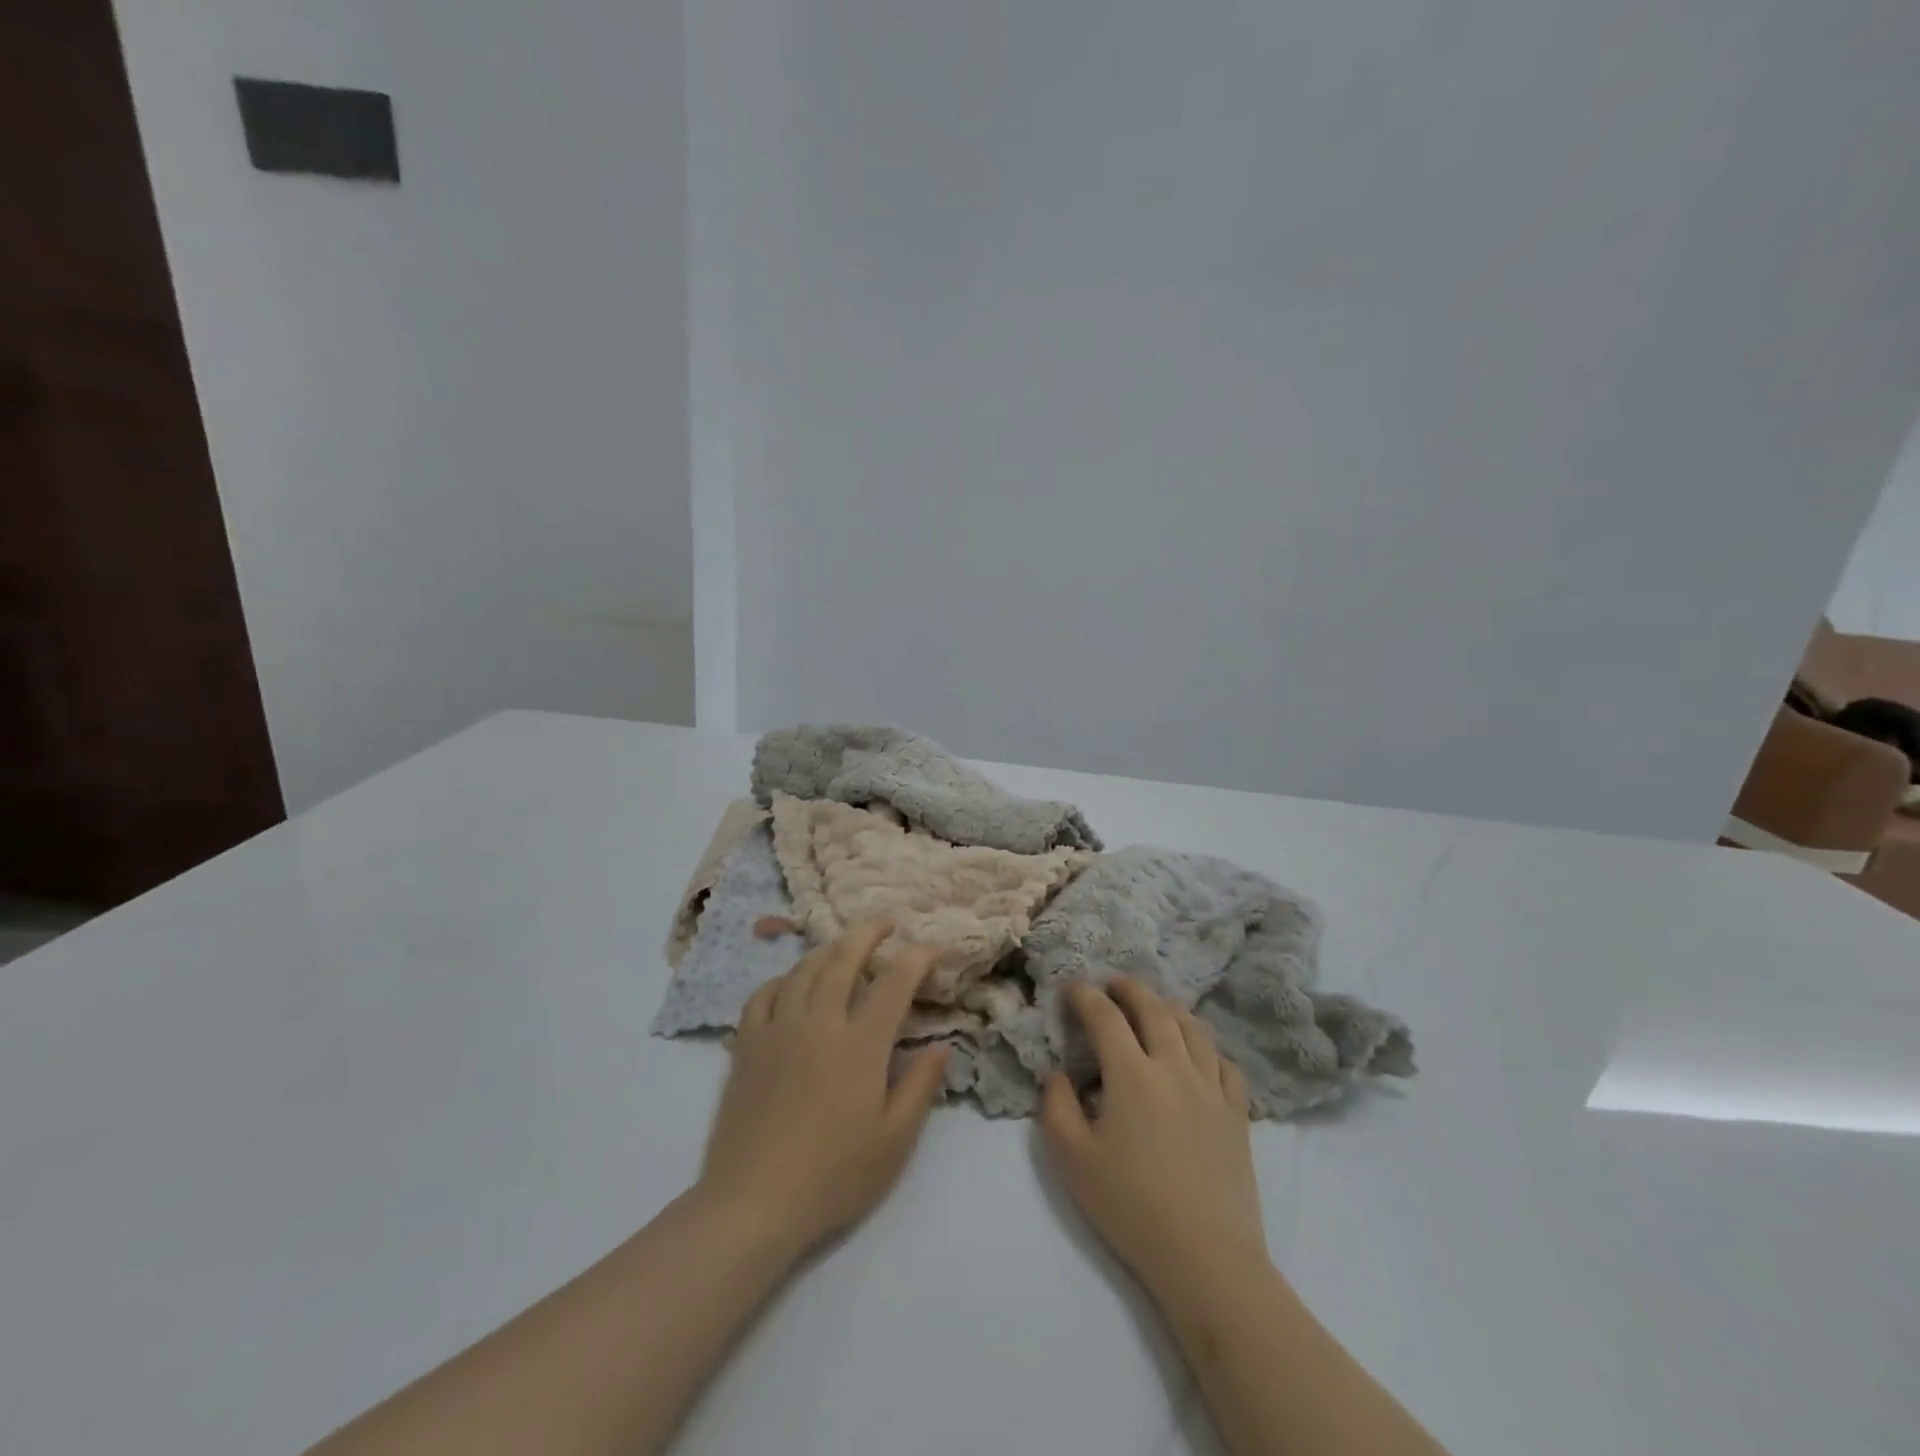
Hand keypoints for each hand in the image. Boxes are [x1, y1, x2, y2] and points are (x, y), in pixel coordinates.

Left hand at [696, 922, 948, 1257]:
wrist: (753, 1203)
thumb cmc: (833, 1175)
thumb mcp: (894, 1141)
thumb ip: (921, 1086)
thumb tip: (942, 1045)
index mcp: (860, 1043)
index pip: (894, 982)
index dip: (918, 958)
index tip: (934, 949)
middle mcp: (819, 1022)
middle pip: (844, 958)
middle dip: (868, 933)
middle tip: (886, 923)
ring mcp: (778, 1029)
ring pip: (804, 970)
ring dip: (828, 949)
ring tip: (843, 946)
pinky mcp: (747, 1045)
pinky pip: (764, 994)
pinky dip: (783, 979)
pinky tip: (790, 984)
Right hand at [1041, 976, 1267, 1298]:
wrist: (1206, 1257)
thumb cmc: (1131, 1207)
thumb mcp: (1073, 1160)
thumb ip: (1057, 1106)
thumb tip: (1059, 1073)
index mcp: (1132, 1074)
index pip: (1105, 1017)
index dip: (1085, 996)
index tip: (1071, 988)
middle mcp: (1174, 1067)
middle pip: (1155, 1009)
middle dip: (1130, 989)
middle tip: (1113, 983)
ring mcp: (1211, 1088)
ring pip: (1194, 1029)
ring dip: (1170, 1009)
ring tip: (1156, 1007)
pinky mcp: (1237, 1114)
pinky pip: (1225, 1064)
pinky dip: (1208, 1048)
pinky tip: (1199, 1055)